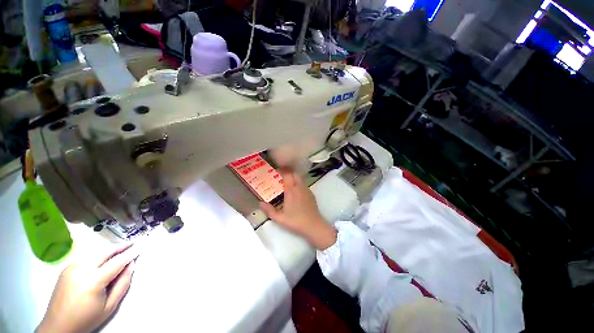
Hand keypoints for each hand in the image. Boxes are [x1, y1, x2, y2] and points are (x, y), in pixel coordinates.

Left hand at [37, 243, 138, 332]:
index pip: (117, 262)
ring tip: (119, 250)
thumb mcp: (110, 306)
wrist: (59, 325)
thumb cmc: (87, 318)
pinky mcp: (66, 268)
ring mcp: (72, 267)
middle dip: (119, 247)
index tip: (140, 248)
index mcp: (94, 280)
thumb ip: (122, 284)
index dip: (130, 254)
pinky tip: (101, 259)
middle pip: (105, 252)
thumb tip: (130, 266)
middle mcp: (82, 269)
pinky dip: (96, 255)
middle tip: (131, 244)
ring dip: (108, 250)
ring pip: (94, 252)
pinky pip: (85, 257)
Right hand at [260, 170, 336, 249]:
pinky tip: (296, 191)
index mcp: (291, 190)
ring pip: (300, 179)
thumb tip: (260, 203)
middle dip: (288, 172)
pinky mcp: (311, 194)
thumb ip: (269, 210)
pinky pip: (304, 184)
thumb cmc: (295, 221)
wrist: (313, 225)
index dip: (282, 170)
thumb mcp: (279, 218)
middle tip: (280, 176)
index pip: (287, 174)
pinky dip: (299, 184)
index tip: (276, 170)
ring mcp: (306, 190)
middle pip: (294, 174)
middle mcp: (299, 187)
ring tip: (287, 183)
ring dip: (293, 178)